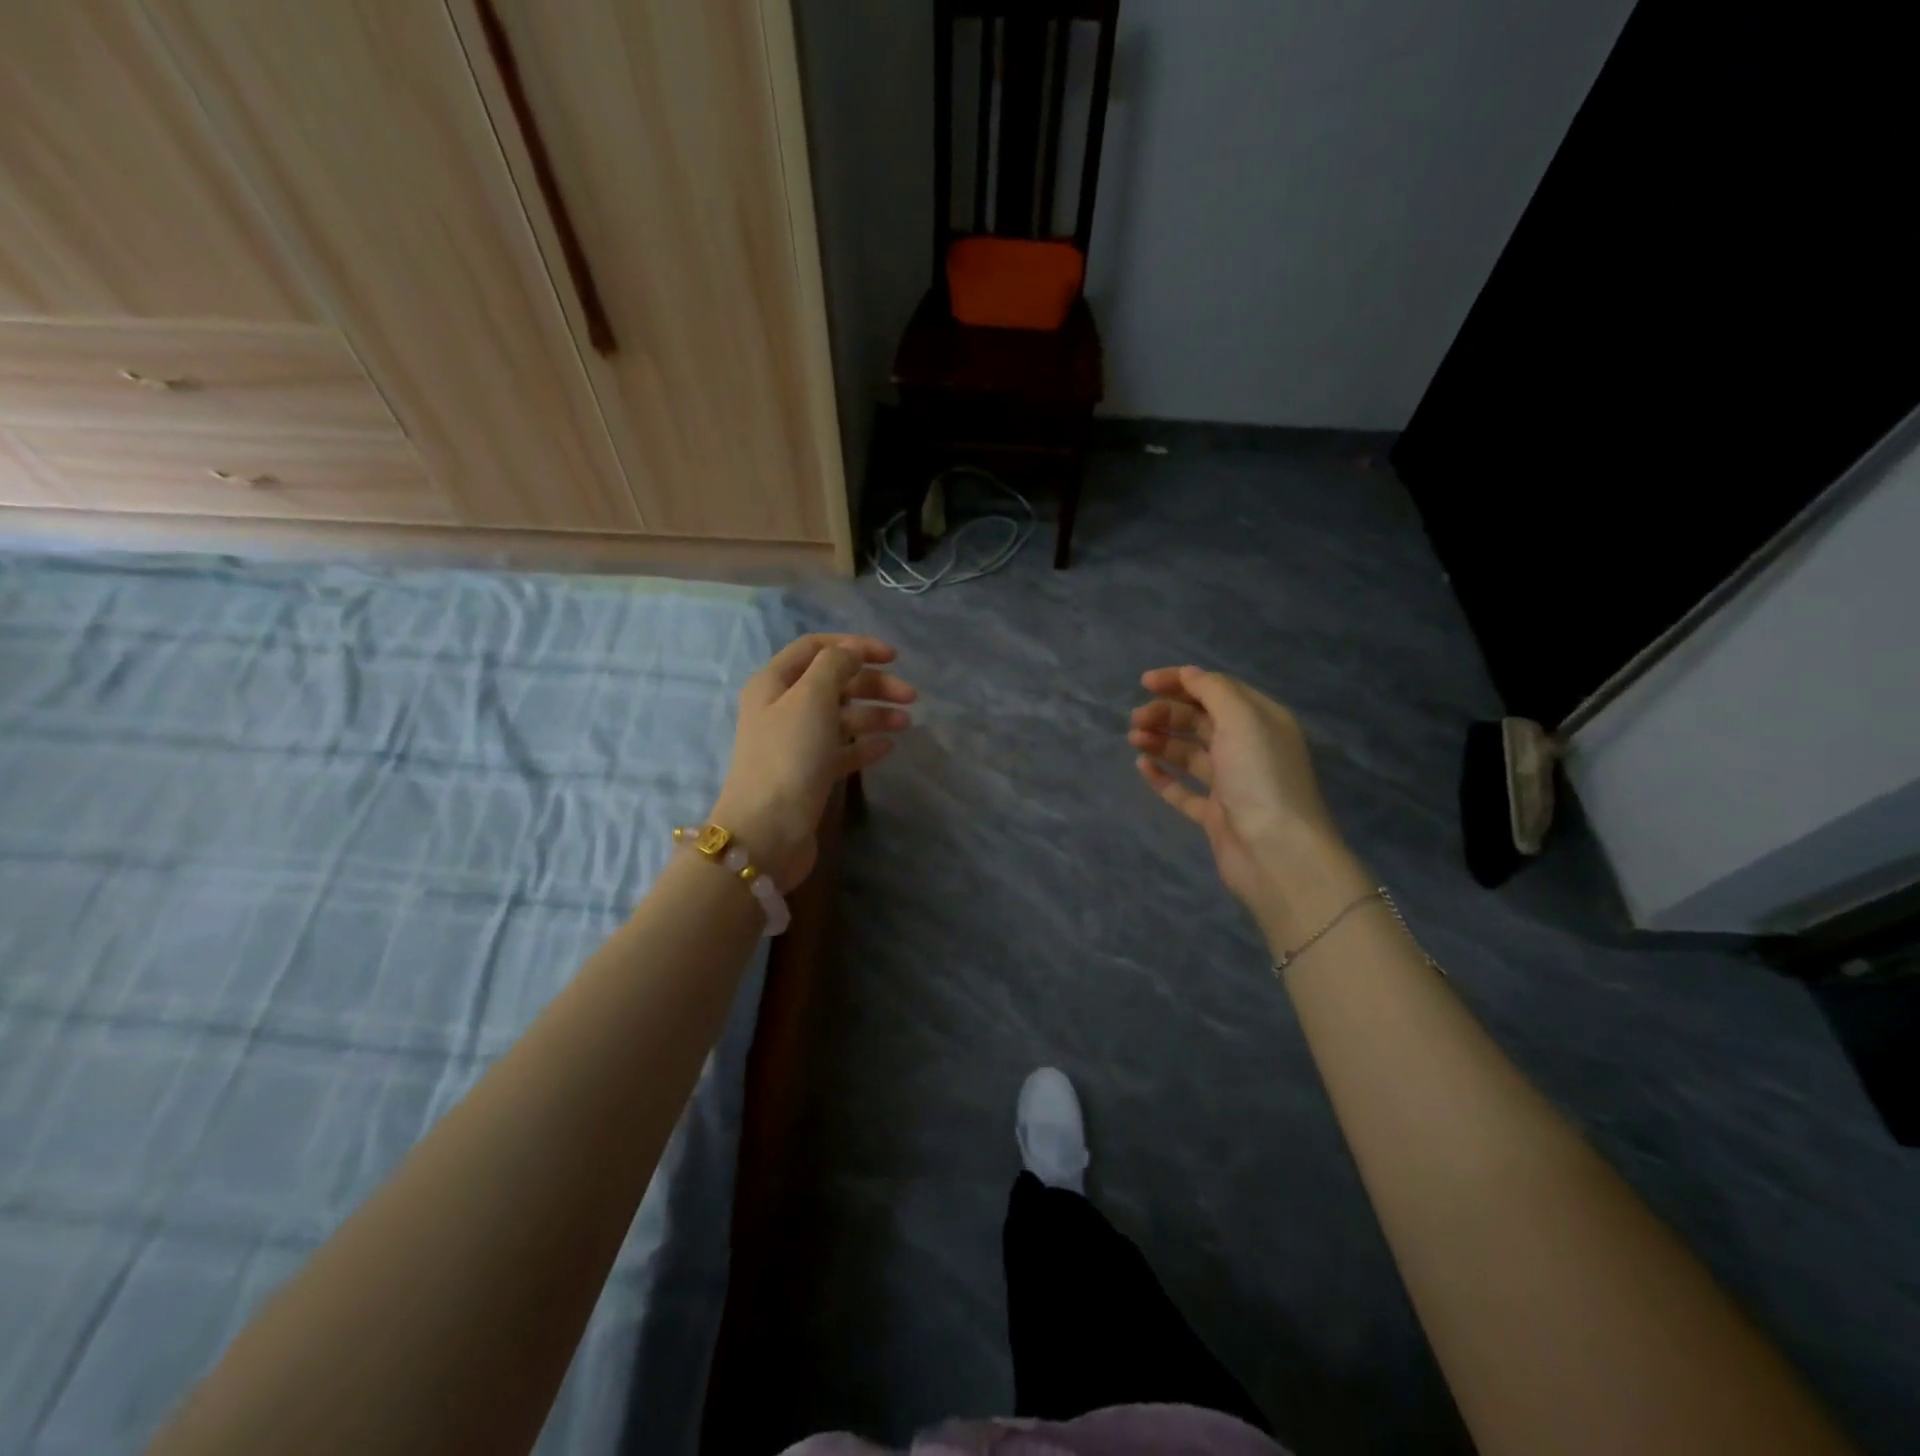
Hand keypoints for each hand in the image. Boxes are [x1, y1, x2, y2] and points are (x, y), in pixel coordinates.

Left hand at [710, 635, 914, 890]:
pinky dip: (865, 745)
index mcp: (774, 682)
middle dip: (872, 683)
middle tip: (910, 695)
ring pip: (841, 717)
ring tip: (906, 723)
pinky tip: (888, 748)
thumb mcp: (812, 697)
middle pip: (833, 682)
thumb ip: (835, 666)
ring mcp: (795, 743)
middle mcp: (782, 708)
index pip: (816, 648)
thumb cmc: (789, 755)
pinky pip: (842, 750)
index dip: (854, 646)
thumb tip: (852, 653)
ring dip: (874, 714)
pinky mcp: (809, 774)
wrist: (768, 831)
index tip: (892, 656)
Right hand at [1130, 666, 1370, 949]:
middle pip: (1201, 720)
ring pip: (1190, 753)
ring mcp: (1232, 783)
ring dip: (1161, 741)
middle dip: (1167, 713)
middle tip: (1136, 719)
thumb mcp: (1241, 719)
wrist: (1276, 852)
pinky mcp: (1216, 815)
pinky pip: (1184, 790)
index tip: (1144, 682)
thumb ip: (1213, 690)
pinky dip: (1163, 776)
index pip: (1217, 690)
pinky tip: (1142, 767)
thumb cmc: (1260, 776)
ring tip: (1135, 739)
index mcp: (1261, 720)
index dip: (1181, 681)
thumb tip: (1190, 674)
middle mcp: (1249, 748)